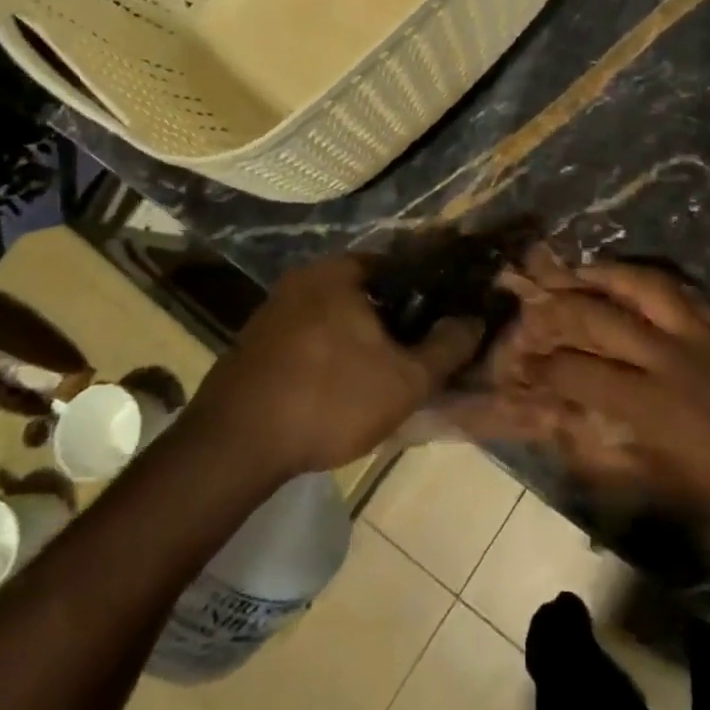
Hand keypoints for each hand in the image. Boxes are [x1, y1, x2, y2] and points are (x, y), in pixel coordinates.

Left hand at [191, 255, 483, 478]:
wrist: (234, 445)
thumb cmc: (329, 399)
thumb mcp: (405, 380)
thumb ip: (448, 347)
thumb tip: (474, 320)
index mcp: (340, 271)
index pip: (403, 264)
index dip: (433, 290)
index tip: (450, 317)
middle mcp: (305, 277)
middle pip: (370, 290)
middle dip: (399, 317)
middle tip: (423, 349)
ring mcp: (275, 307)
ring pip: (340, 313)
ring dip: (365, 336)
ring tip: (390, 369)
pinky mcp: (258, 339)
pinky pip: (313, 333)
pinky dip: (335, 349)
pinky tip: (344, 383)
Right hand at [462, 260, 709, 548]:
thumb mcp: (656, 485)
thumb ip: (600, 455)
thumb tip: (557, 429)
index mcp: (649, 404)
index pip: (577, 372)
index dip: (541, 367)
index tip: (521, 364)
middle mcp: (669, 359)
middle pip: (600, 317)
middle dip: (560, 309)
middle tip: (537, 304)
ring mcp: (702, 337)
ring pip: (645, 287)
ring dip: (607, 275)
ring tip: (581, 270)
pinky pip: (687, 292)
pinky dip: (656, 281)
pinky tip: (638, 279)